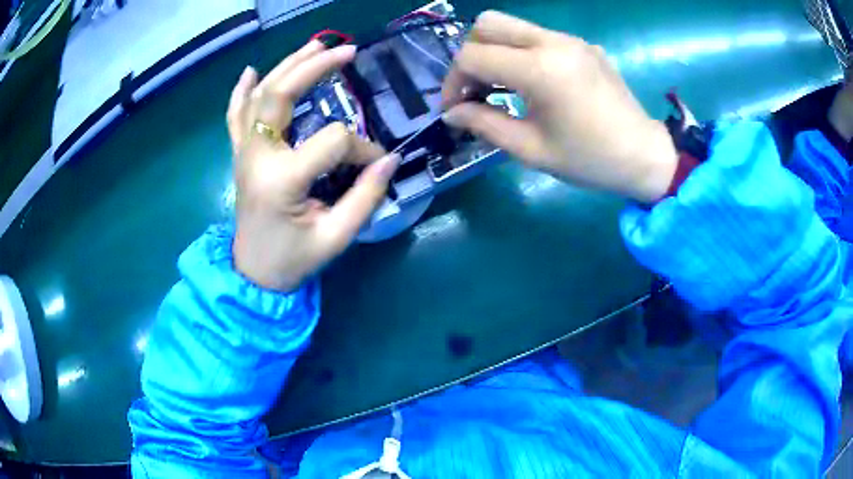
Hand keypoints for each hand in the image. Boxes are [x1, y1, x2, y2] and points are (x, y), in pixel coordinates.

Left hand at [227, 41, 399, 291]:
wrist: (254, 273)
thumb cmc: (294, 259)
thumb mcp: (337, 236)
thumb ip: (366, 197)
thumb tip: (390, 159)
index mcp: (282, 179)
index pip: (333, 141)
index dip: (362, 147)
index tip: (376, 163)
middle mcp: (257, 156)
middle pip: (281, 94)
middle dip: (315, 68)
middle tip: (346, 52)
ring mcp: (244, 152)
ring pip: (259, 95)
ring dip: (286, 66)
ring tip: (314, 45)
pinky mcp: (240, 155)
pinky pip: (235, 115)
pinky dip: (241, 91)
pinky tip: (250, 70)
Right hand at [442, 11, 677, 202]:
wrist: (644, 155)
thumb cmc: (590, 159)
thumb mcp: (531, 150)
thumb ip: (485, 124)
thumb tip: (451, 113)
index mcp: (540, 69)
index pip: (472, 56)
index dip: (453, 82)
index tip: (455, 109)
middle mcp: (553, 42)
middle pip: (487, 24)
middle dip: (471, 55)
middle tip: (476, 88)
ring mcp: (570, 39)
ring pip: (512, 26)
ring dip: (495, 51)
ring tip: (500, 87)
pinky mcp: (583, 44)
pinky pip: (538, 36)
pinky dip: (521, 53)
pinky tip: (534, 83)